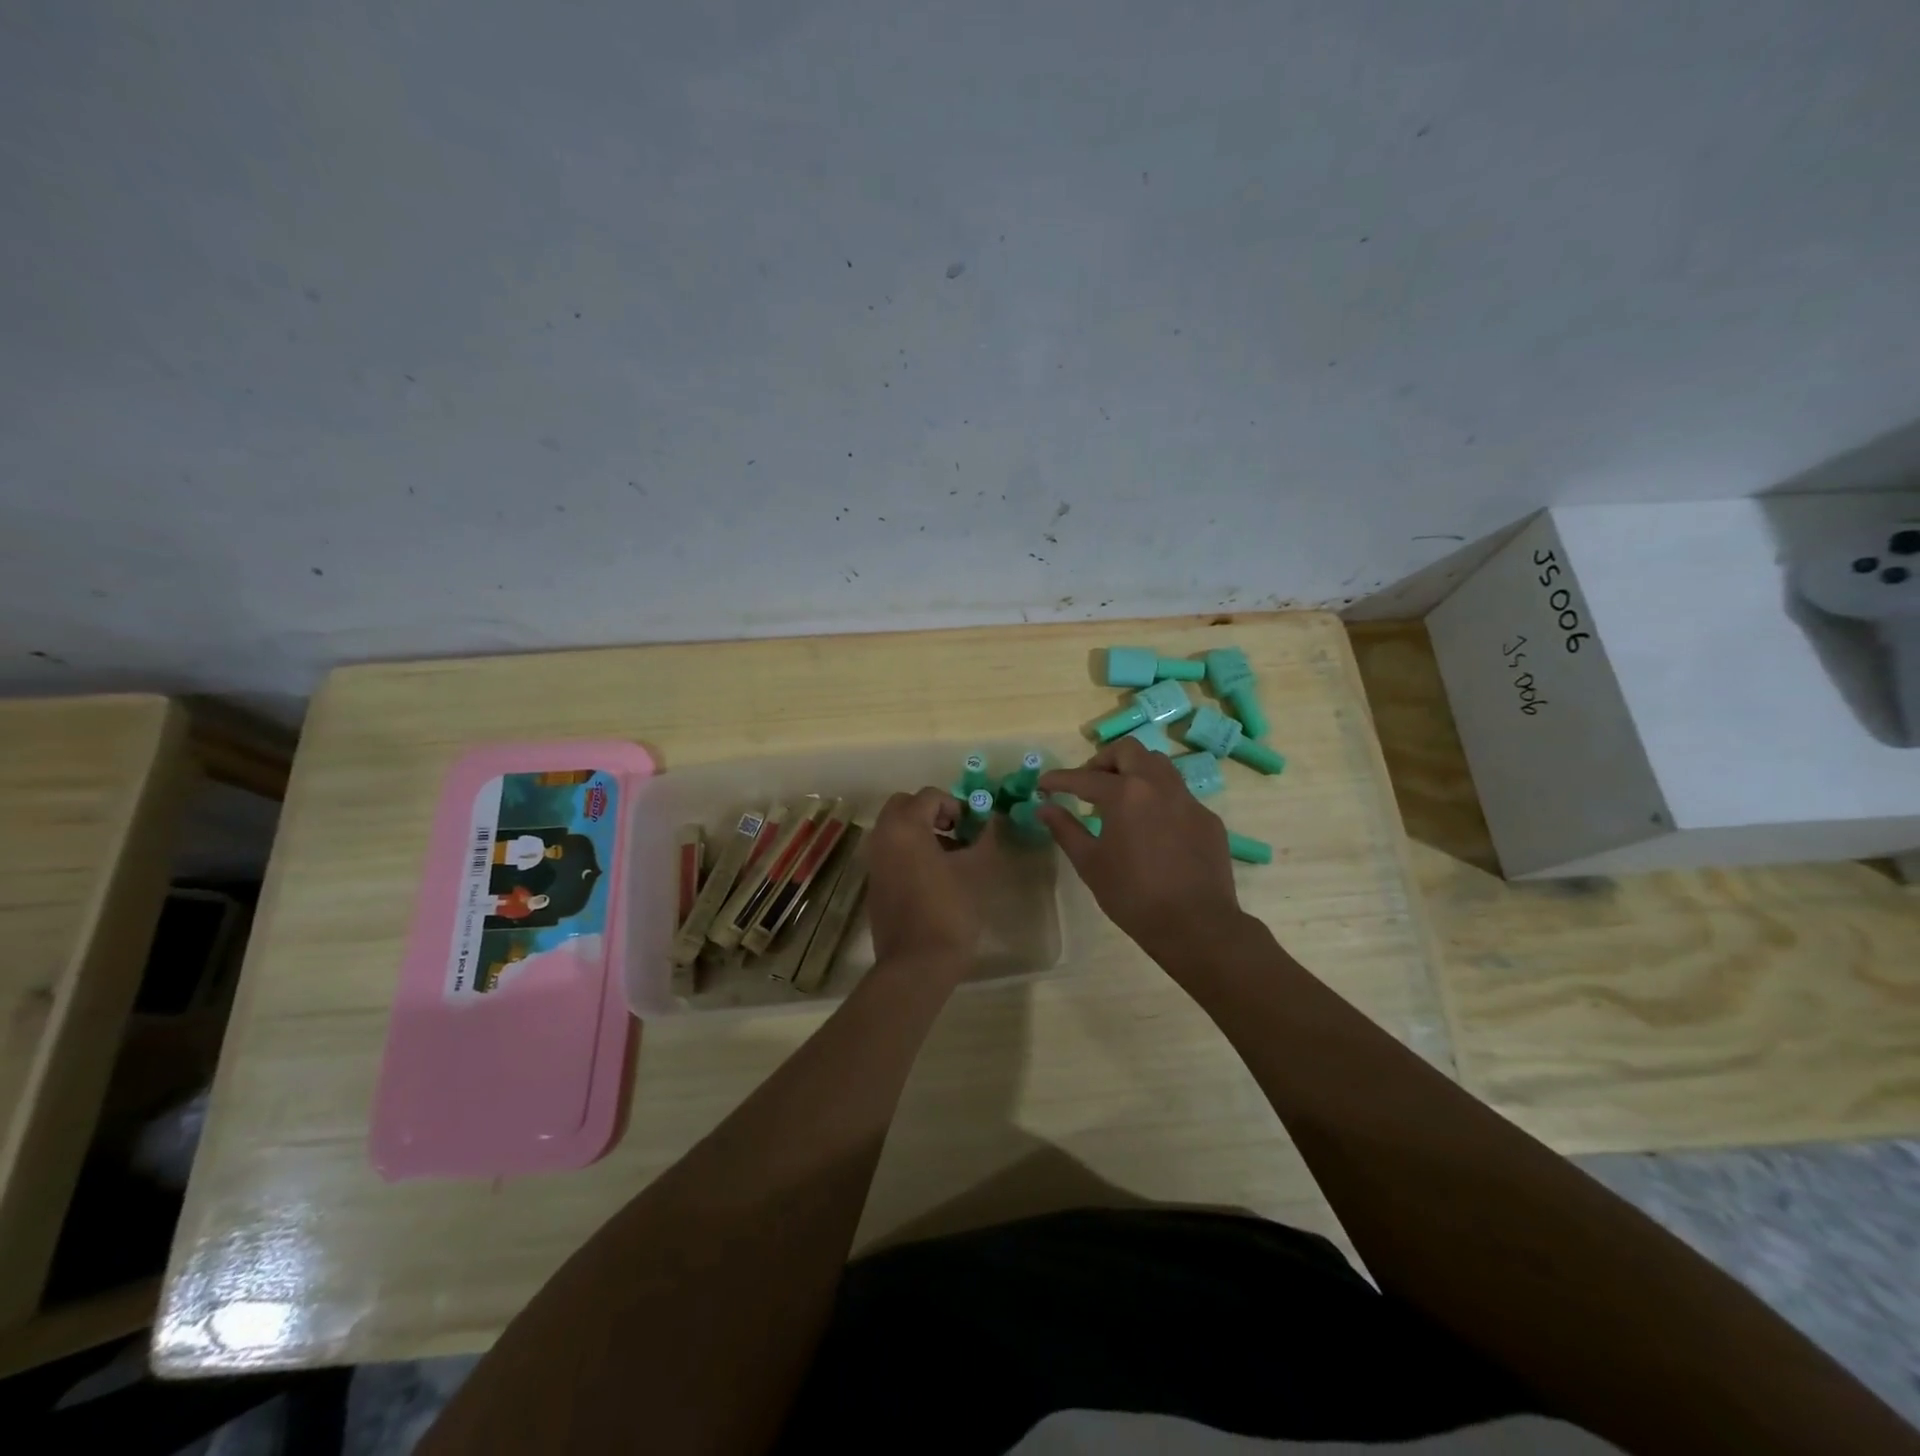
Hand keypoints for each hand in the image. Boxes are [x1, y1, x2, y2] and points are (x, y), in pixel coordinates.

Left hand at [863, 787, 988, 967]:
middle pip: (903, 805)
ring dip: (919, 830)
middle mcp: (882, 837)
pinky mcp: (874, 882)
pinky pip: (890, 851)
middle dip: (930, 811)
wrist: (916, 963)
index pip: (929, 796)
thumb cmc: (949, 911)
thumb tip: (991, 821)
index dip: (955, 805)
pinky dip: (908, 850)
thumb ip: (984, 839)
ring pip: (894, 828)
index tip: (973, 826)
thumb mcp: (975, 871)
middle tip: (956, 831)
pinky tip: (933, 875)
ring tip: (949, 855)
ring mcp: (874, 861)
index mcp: (905, 827)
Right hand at [1038, 738, 1242, 962]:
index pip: (1084, 777)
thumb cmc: (1133, 896)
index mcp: (1125, 794)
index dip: (1059, 779)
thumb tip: (1045, 808)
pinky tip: (1152, 827)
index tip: (1043, 785)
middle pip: (1128, 751)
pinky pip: (1178, 794)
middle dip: (1103, 761)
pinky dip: (1158, 798)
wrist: (1196, 925)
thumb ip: (1065, 829)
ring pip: (1159, 765)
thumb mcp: (1090, 863)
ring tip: (1120, 798)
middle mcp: (1158, 785)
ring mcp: (1188, 800)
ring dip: (1134, 771)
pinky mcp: (1208, 819)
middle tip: (1089, 785)